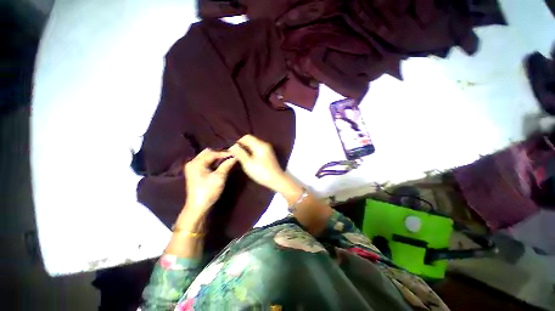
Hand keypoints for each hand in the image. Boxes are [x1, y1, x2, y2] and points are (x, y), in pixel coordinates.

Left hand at [183, 148, 236, 218]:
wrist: (198, 207)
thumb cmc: (208, 192)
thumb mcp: (219, 177)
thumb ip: (226, 165)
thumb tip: (235, 157)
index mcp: (196, 163)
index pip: (212, 153)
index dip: (224, 153)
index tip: (235, 154)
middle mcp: (193, 163)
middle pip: (208, 153)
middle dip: (219, 154)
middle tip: (230, 157)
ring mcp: (193, 167)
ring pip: (206, 157)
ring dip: (217, 158)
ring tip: (227, 160)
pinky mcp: (195, 172)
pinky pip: (205, 162)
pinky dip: (213, 162)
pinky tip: (220, 165)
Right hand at [229, 135, 287, 191]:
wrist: (276, 180)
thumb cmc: (261, 172)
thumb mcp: (248, 163)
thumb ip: (240, 153)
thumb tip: (233, 146)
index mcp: (260, 144)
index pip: (246, 137)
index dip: (238, 141)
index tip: (232, 149)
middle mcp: (264, 144)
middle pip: (251, 140)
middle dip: (242, 145)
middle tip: (234, 153)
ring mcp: (267, 149)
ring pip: (254, 144)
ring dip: (246, 148)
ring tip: (239, 155)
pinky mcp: (268, 154)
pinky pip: (257, 149)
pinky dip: (251, 151)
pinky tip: (247, 158)